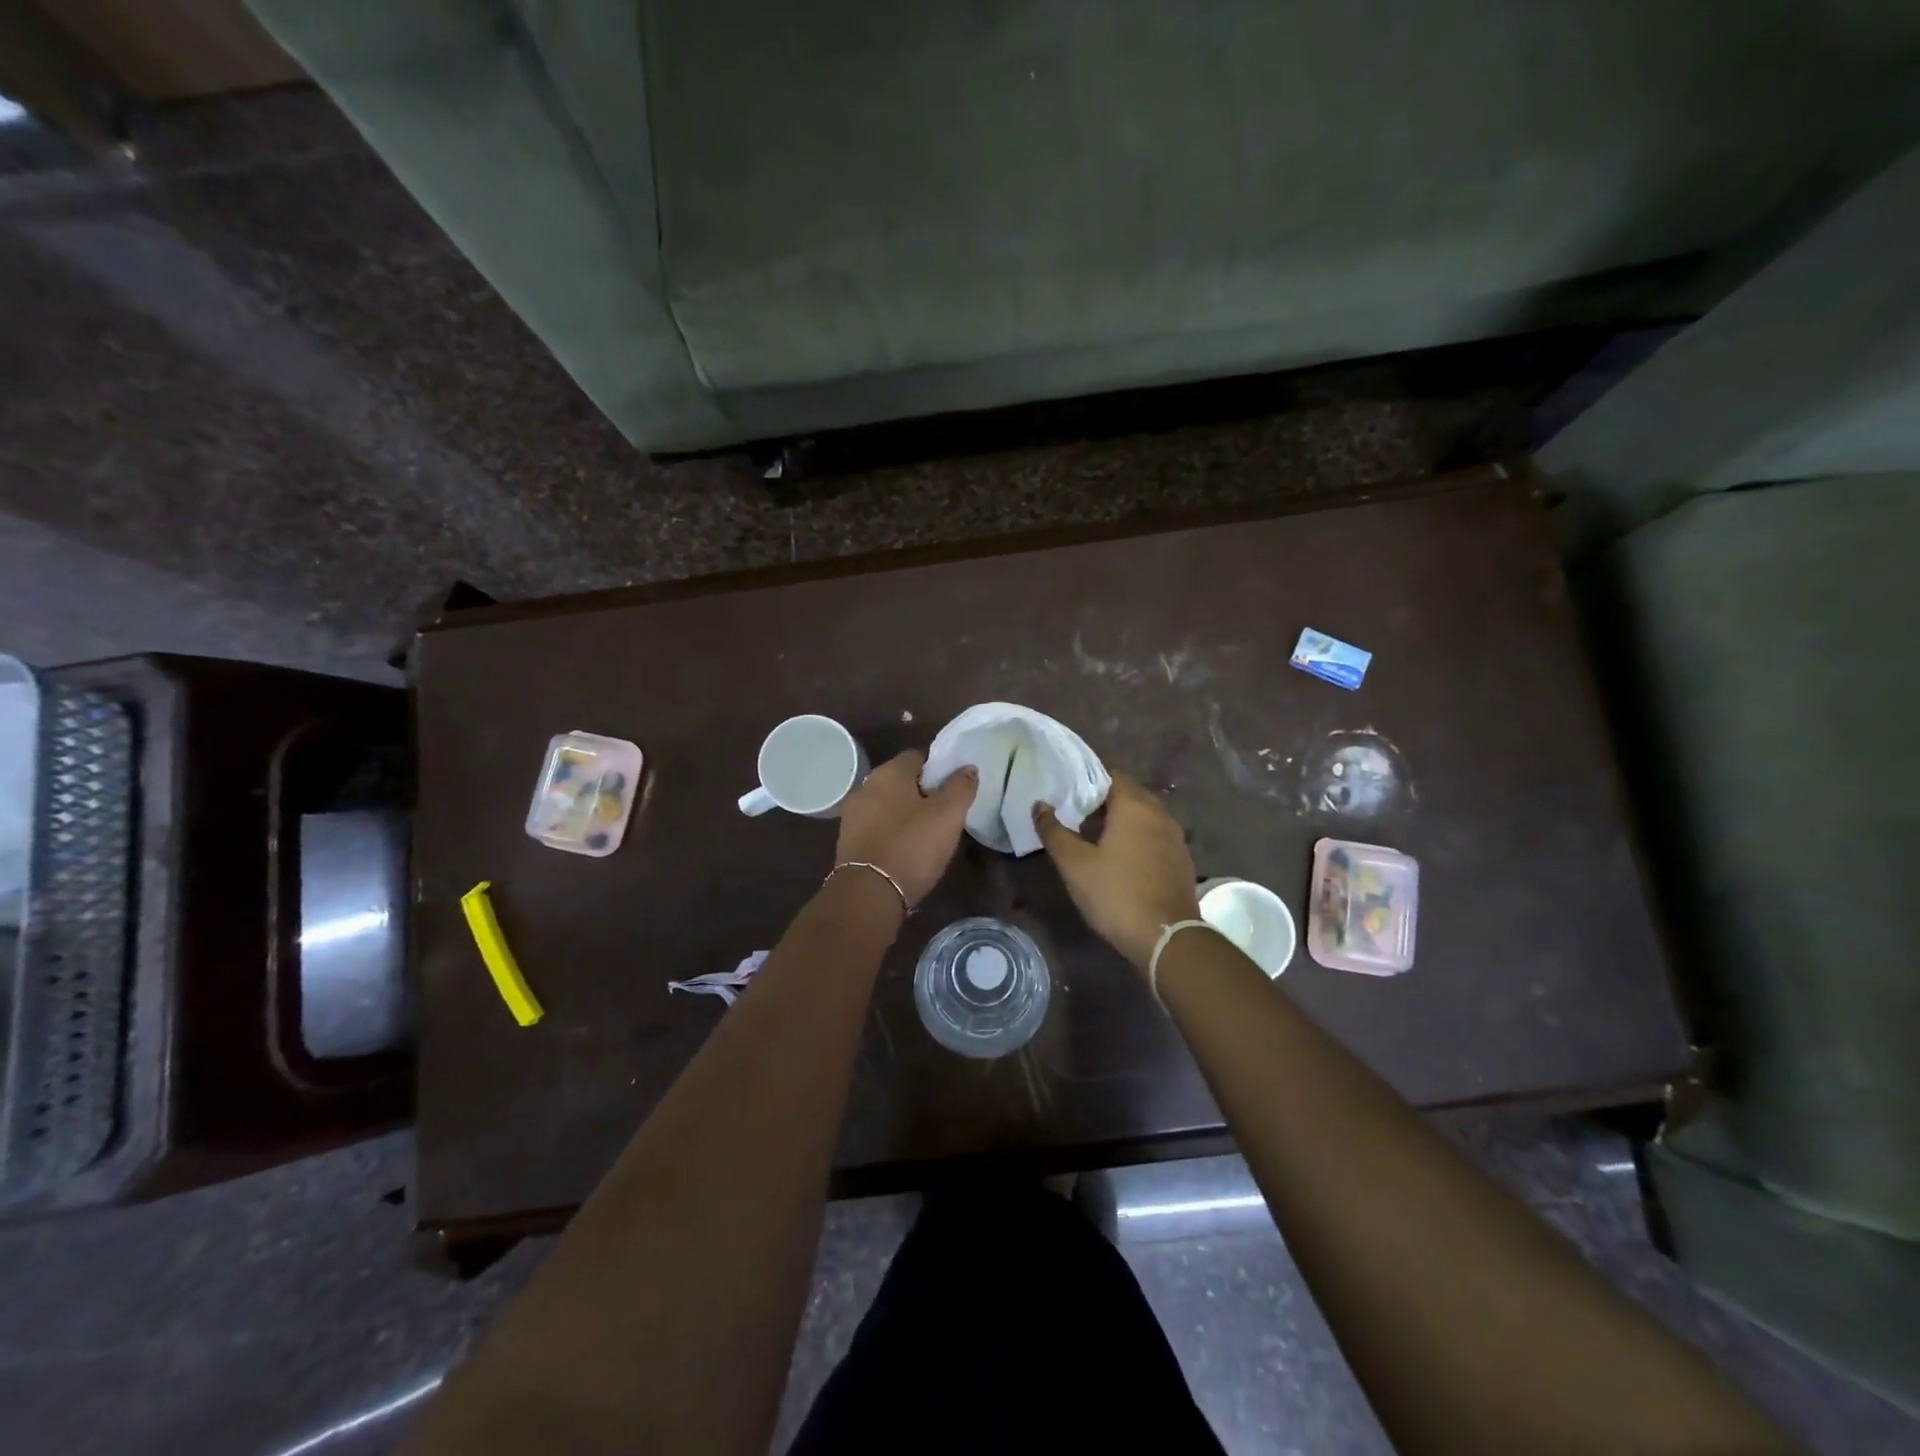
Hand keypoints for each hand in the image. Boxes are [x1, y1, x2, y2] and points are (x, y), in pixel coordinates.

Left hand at [834, 751, 976, 907]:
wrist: (868, 894)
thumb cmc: (911, 846)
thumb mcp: (948, 815)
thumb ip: (961, 787)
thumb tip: (968, 768)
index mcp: (889, 772)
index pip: (918, 757)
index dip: (938, 769)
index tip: (954, 788)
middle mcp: (866, 786)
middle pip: (901, 781)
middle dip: (922, 792)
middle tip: (945, 812)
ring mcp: (853, 815)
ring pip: (888, 805)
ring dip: (905, 814)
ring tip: (927, 834)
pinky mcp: (848, 841)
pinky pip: (877, 827)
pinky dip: (891, 833)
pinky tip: (905, 850)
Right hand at [1034, 773, 1201, 969]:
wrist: (1167, 938)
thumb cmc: (1116, 894)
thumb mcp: (1075, 864)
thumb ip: (1054, 831)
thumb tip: (1039, 805)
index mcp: (1134, 806)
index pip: (1111, 775)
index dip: (1088, 781)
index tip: (1068, 795)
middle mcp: (1159, 814)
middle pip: (1129, 794)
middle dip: (1103, 802)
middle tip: (1077, 818)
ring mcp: (1175, 837)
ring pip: (1144, 816)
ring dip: (1122, 822)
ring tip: (1096, 840)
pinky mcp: (1182, 860)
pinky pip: (1156, 836)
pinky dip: (1138, 839)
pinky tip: (1122, 861)